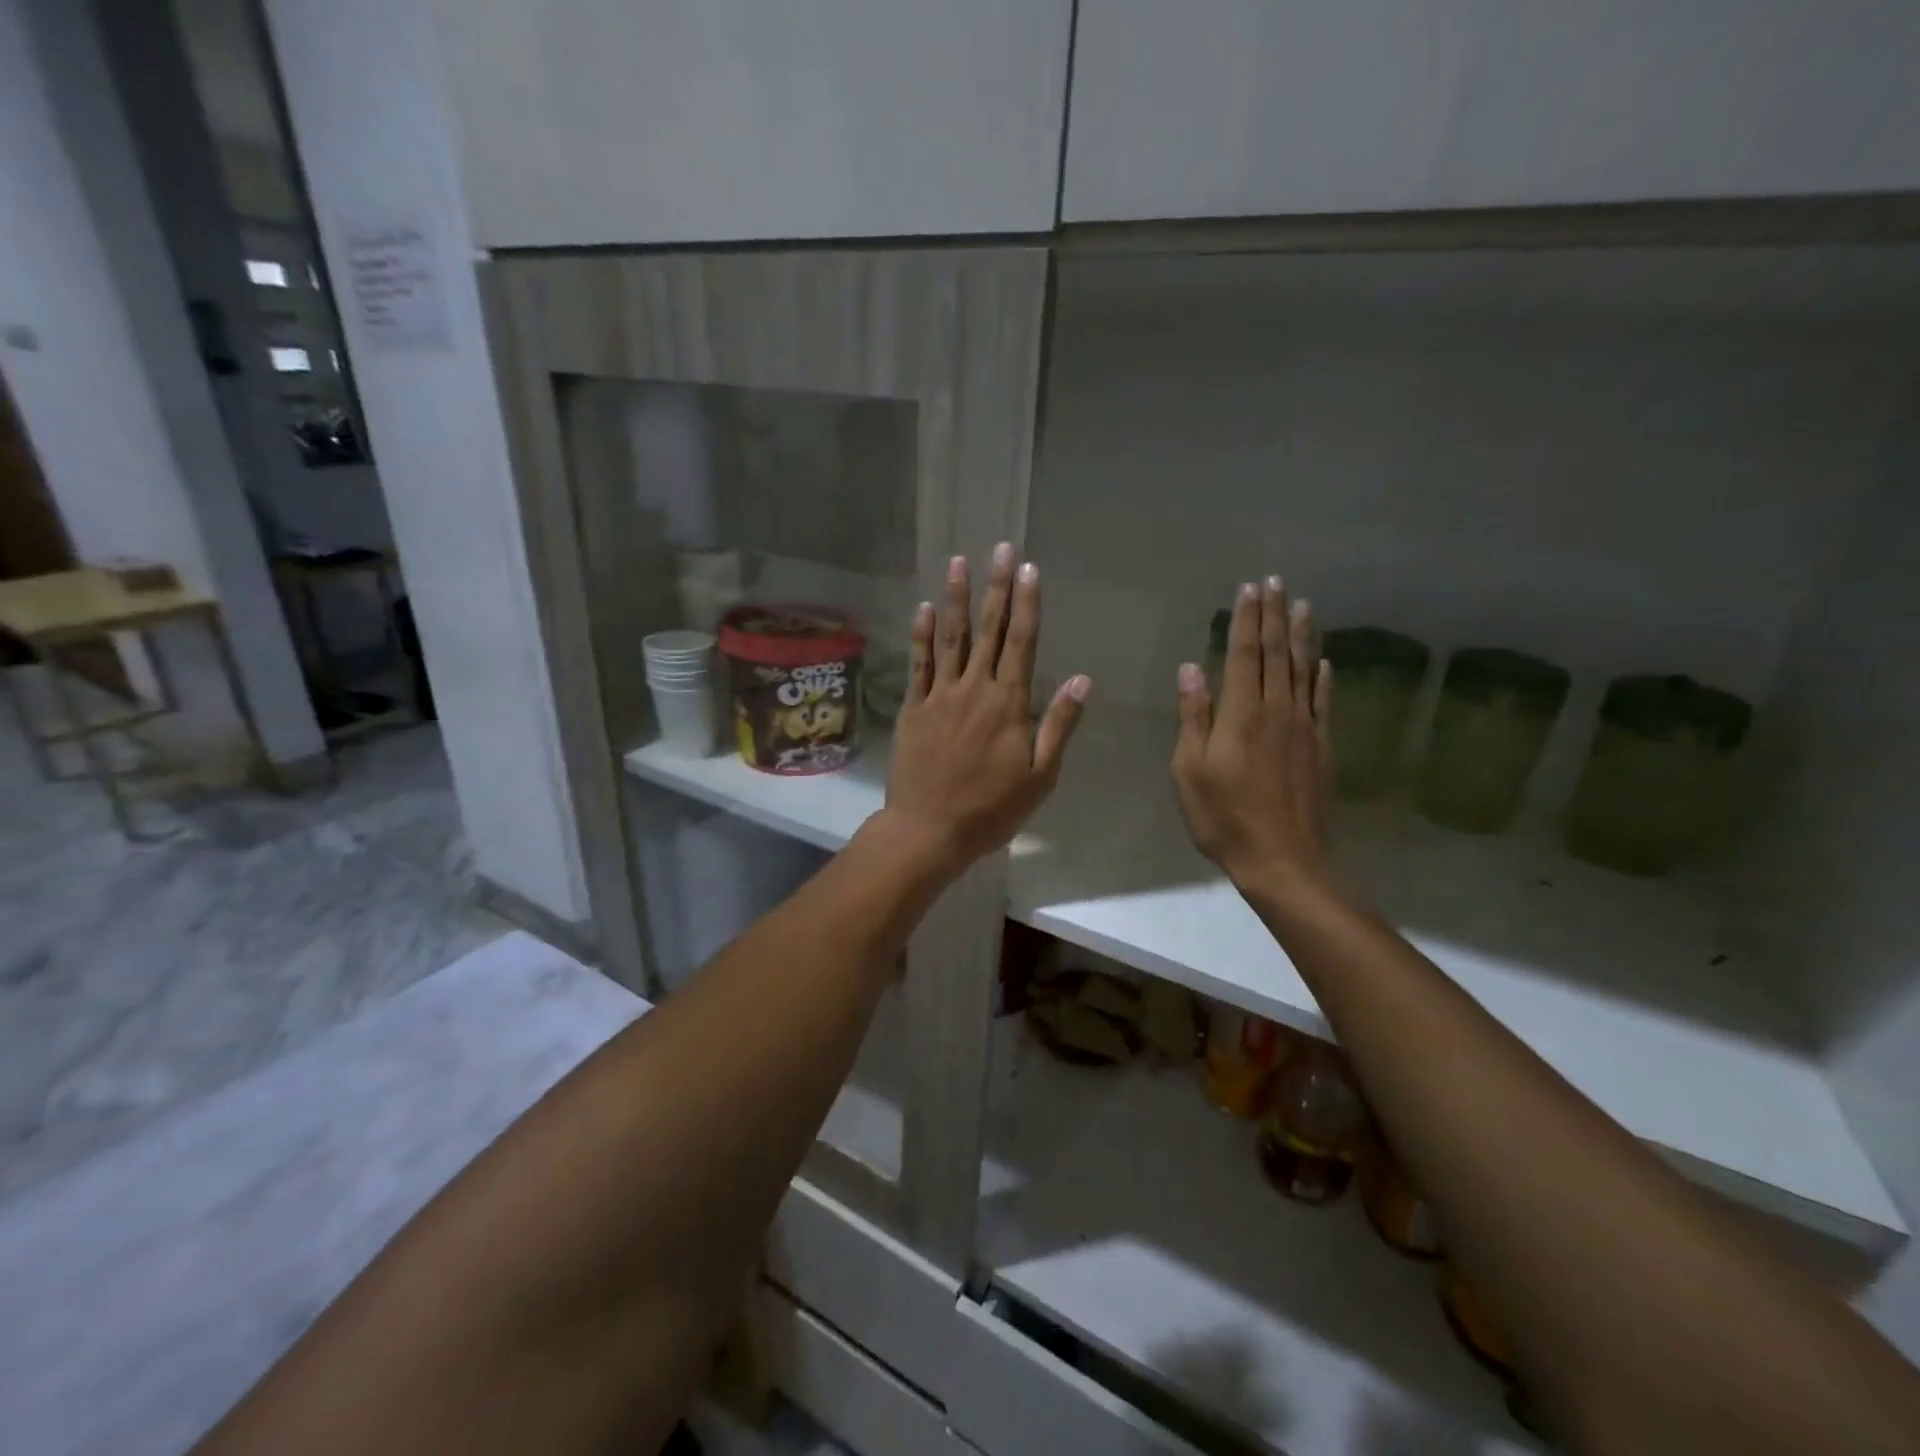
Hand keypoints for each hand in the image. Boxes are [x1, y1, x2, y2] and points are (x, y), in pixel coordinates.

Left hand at [879, 544, 1090, 875]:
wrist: (930, 830)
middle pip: (988, 630)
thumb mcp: (1040, 776)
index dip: (1027, 604)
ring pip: (950, 638)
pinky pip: (918, 664)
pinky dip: (921, 635)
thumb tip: (1081, 679)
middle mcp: (974, 689)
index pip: (1022, 642)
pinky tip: (924, 607)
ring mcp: (940, 696)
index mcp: (1009, 703)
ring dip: (956, 598)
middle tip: (1001, 549)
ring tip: (960, 561)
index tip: (1030, 570)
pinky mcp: (913, 708)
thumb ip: (1059, 724)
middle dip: (996, 587)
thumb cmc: (992, 809)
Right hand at [1171, 577, 1334, 902]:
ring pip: (1303, 671)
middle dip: (1275, 616)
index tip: (1249, 588)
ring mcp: (1305, 728)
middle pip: (1277, 654)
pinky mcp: (1321, 748)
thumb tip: (1192, 669)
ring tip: (1303, 605)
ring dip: (1301, 636)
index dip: (1246, 620)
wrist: (1285, 861)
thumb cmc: (1225, 818)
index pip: (1245, 655)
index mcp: (1242, 715)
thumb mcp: (1190, 771)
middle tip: (1277, 582)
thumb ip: (1194, 717)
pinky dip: (1323, 677)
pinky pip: (1323, 702)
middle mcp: (1277, 711)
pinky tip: (1324, 662)